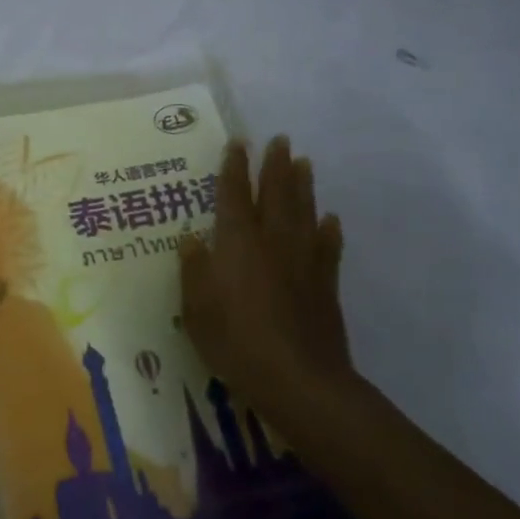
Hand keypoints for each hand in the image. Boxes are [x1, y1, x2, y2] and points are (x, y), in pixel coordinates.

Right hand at [180, 137, 351, 420]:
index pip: (232, 194)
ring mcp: (303, 259)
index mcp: (236, 242)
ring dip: (303, 184)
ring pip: (303, 211)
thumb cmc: (236, 341)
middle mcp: (271, 240)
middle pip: (275, 193)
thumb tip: (190, 239)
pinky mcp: (325, 282)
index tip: (238, 143)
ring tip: (304, 162)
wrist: (298, 379)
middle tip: (280, 140)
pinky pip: (328, 246)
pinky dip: (328, 229)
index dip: (234, 167)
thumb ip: (194, 270)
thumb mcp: (196, 308)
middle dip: (275, 164)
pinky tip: (330, 219)